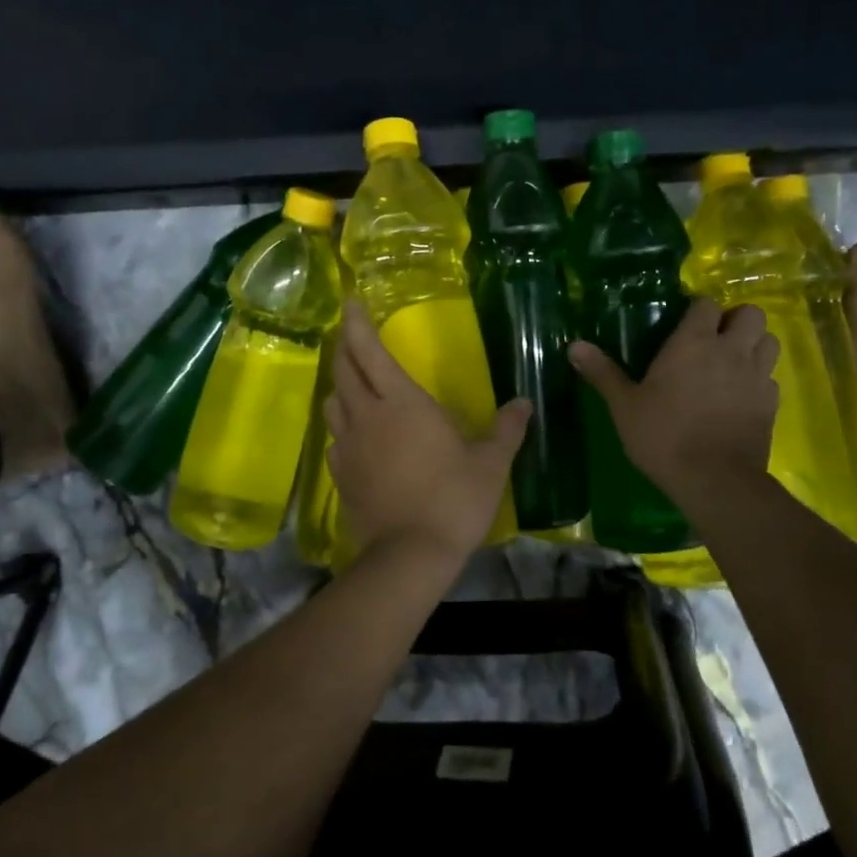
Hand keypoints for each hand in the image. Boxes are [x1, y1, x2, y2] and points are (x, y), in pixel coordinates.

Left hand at [325, 301, 531, 560]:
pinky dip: (341, 424)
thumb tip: (524, 404)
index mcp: (402, 402)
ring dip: (341, 385)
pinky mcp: (340, 474)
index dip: (357, 323)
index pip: (370, 351)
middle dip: (345, 346)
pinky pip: (334, 437)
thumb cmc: (454, 500)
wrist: (410, 555)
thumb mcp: (490, 463)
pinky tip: (355, 433)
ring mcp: (348, 446)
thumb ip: (506, 429)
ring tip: (354, 383)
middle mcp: (367, 415)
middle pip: (344, 370)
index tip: (349, 301)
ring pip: (333, 401)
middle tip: (350, 333)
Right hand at [569, 298, 778, 501]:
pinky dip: (759, 379)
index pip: (707, 304)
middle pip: (751, 314)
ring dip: (754, 345)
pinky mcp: (771, 404)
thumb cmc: (664, 436)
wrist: (714, 480)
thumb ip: (602, 372)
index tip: (685, 324)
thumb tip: (573, 345)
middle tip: (715, 339)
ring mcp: (757, 376)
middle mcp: (731, 351)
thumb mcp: (624, 405)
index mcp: (693, 343)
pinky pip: (771, 378)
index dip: (699, 310)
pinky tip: (741, 396)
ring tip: (733, 362)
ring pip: (769, 341)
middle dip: (736, 320)